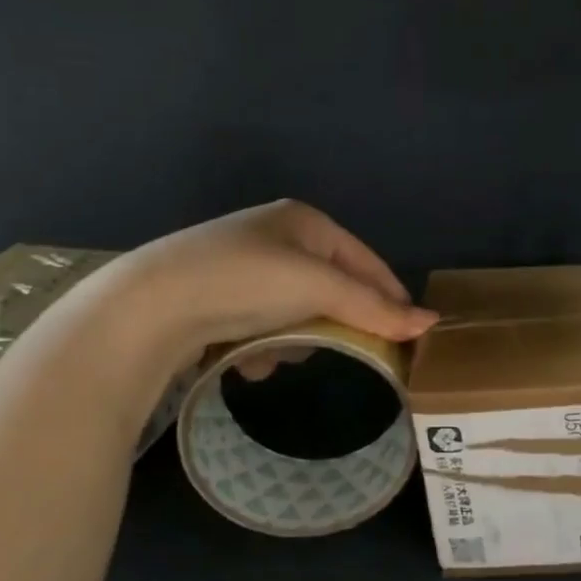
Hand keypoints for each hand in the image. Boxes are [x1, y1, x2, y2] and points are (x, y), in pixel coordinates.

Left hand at [94, 200, 435, 371]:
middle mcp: (275, 238)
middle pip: (330, 289)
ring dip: (293, 337)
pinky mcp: (216, 298)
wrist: (149, 307)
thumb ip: (373, 307)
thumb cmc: (246, 281)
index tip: (409, 334)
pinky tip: (244, 359)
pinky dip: (260, 345)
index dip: (389, 295)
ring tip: (275, 353)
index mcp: (304, 222)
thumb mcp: (317, 289)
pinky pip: (261, 325)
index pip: (365, 260)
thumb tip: (431, 323)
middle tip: (339, 347)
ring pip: (296, 312)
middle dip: (331, 322)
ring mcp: (242, 267)